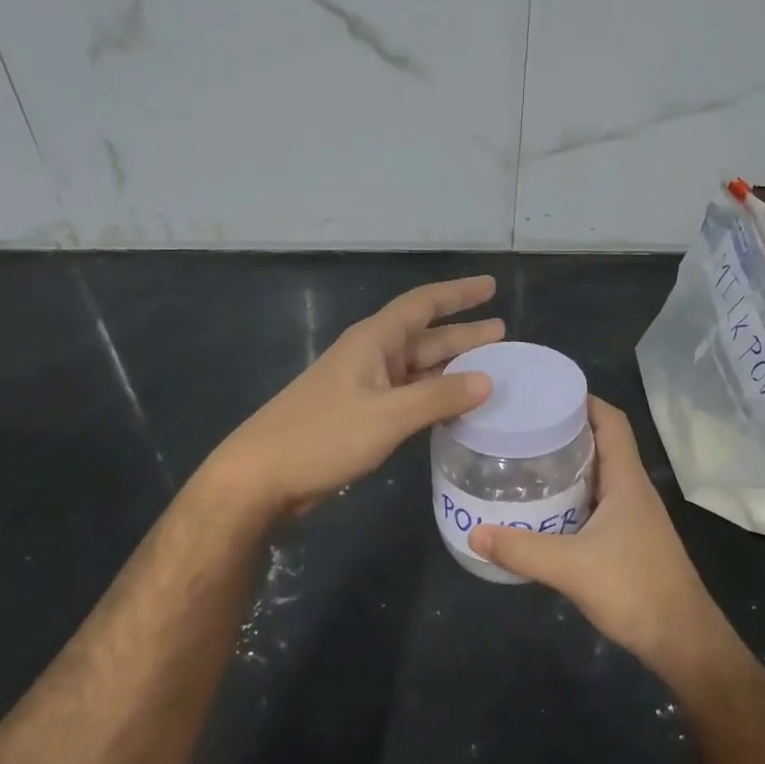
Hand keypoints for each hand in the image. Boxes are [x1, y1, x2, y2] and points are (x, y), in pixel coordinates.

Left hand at [210, 276, 502, 520]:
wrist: (262, 477)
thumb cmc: (323, 436)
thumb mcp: (387, 415)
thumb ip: (438, 397)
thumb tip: (487, 380)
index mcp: (373, 342)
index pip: (422, 305)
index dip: (457, 294)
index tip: (490, 286)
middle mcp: (370, 357)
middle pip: (424, 337)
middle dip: (463, 334)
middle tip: (502, 334)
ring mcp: (364, 387)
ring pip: (417, 369)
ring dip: (451, 369)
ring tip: (491, 371)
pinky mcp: (360, 416)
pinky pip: (407, 397)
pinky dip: (433, 397)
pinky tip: (455, 409)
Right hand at [470, 396, 728, 676]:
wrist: (682, 641)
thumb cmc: (634, 590)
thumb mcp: (570, 567)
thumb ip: (521, 549)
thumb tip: (474, 532)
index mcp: (626, 480)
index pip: (611, 421)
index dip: (583, 400)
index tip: (545, 392)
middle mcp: (632, 489)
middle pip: (601, 443)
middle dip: (565, 429)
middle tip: (521, 426)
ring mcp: (632, 516)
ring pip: (598, 474)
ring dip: (567, 464)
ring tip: (524, 459)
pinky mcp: (628, 539)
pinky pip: (595, 501)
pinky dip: (571, 494)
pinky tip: (543, 507)